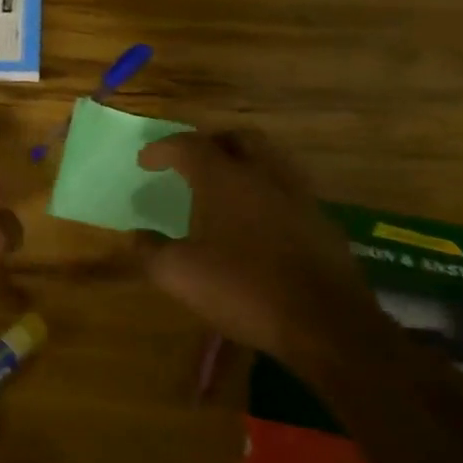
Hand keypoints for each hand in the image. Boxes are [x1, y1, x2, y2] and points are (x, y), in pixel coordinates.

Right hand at [138, 130, 382, 364]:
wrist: (326, 324)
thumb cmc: (244, 289)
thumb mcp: (179, 274)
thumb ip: (151, 250)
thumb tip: (136, 236)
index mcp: (224, 179)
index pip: (189, 146)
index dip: (162, 149)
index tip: (145, 162)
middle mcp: (263, 175)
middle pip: (238, 138)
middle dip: (211, 142)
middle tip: (192, 161)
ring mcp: (299, 196)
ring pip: (270, 160)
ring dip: (244, 163)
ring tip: (225, 186)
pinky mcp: (322, 222)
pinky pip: (288, 190)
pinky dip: (266, 192)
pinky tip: (257, 220)